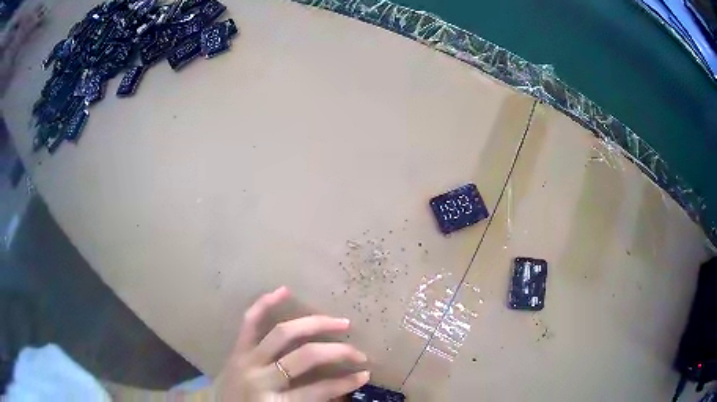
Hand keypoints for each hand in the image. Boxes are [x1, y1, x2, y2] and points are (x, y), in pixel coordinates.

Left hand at [213, 287, 369, 400]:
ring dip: (314, 324)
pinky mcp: (237, 348)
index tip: (364, 375)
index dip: (345, 383)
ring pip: (282, 333)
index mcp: (273, 401)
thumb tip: (341, 390)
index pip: (318, 391)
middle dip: (337, 352)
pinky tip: (284, 290)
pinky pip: (250, 321)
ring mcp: (246, 358)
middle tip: (358, 352)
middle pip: (304, 357)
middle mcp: (260, 376)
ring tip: (339, 322)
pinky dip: (265, 304)